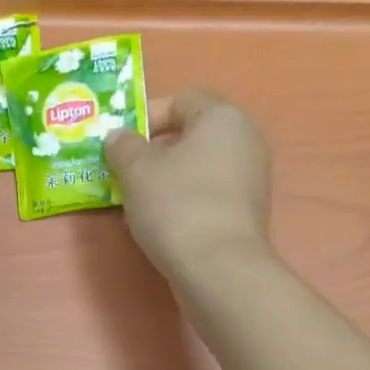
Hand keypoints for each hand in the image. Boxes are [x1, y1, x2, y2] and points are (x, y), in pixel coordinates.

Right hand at [105, 90, 274, 287]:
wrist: (219, 270)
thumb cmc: (177, 207)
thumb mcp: (136, 171)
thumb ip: (123, 147)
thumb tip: (118, 137)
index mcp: (223, 117)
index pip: (180, 100)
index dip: (145, 116)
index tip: (120, 144)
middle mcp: (245, 139)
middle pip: (191, 134)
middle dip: (154, 152)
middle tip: (124, 175)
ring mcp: (251, 178)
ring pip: (199, 167)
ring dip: (167, 180)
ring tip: (138, 204)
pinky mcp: (247, 212)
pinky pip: (208, 194)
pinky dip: (184, 202)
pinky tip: (163, 225)